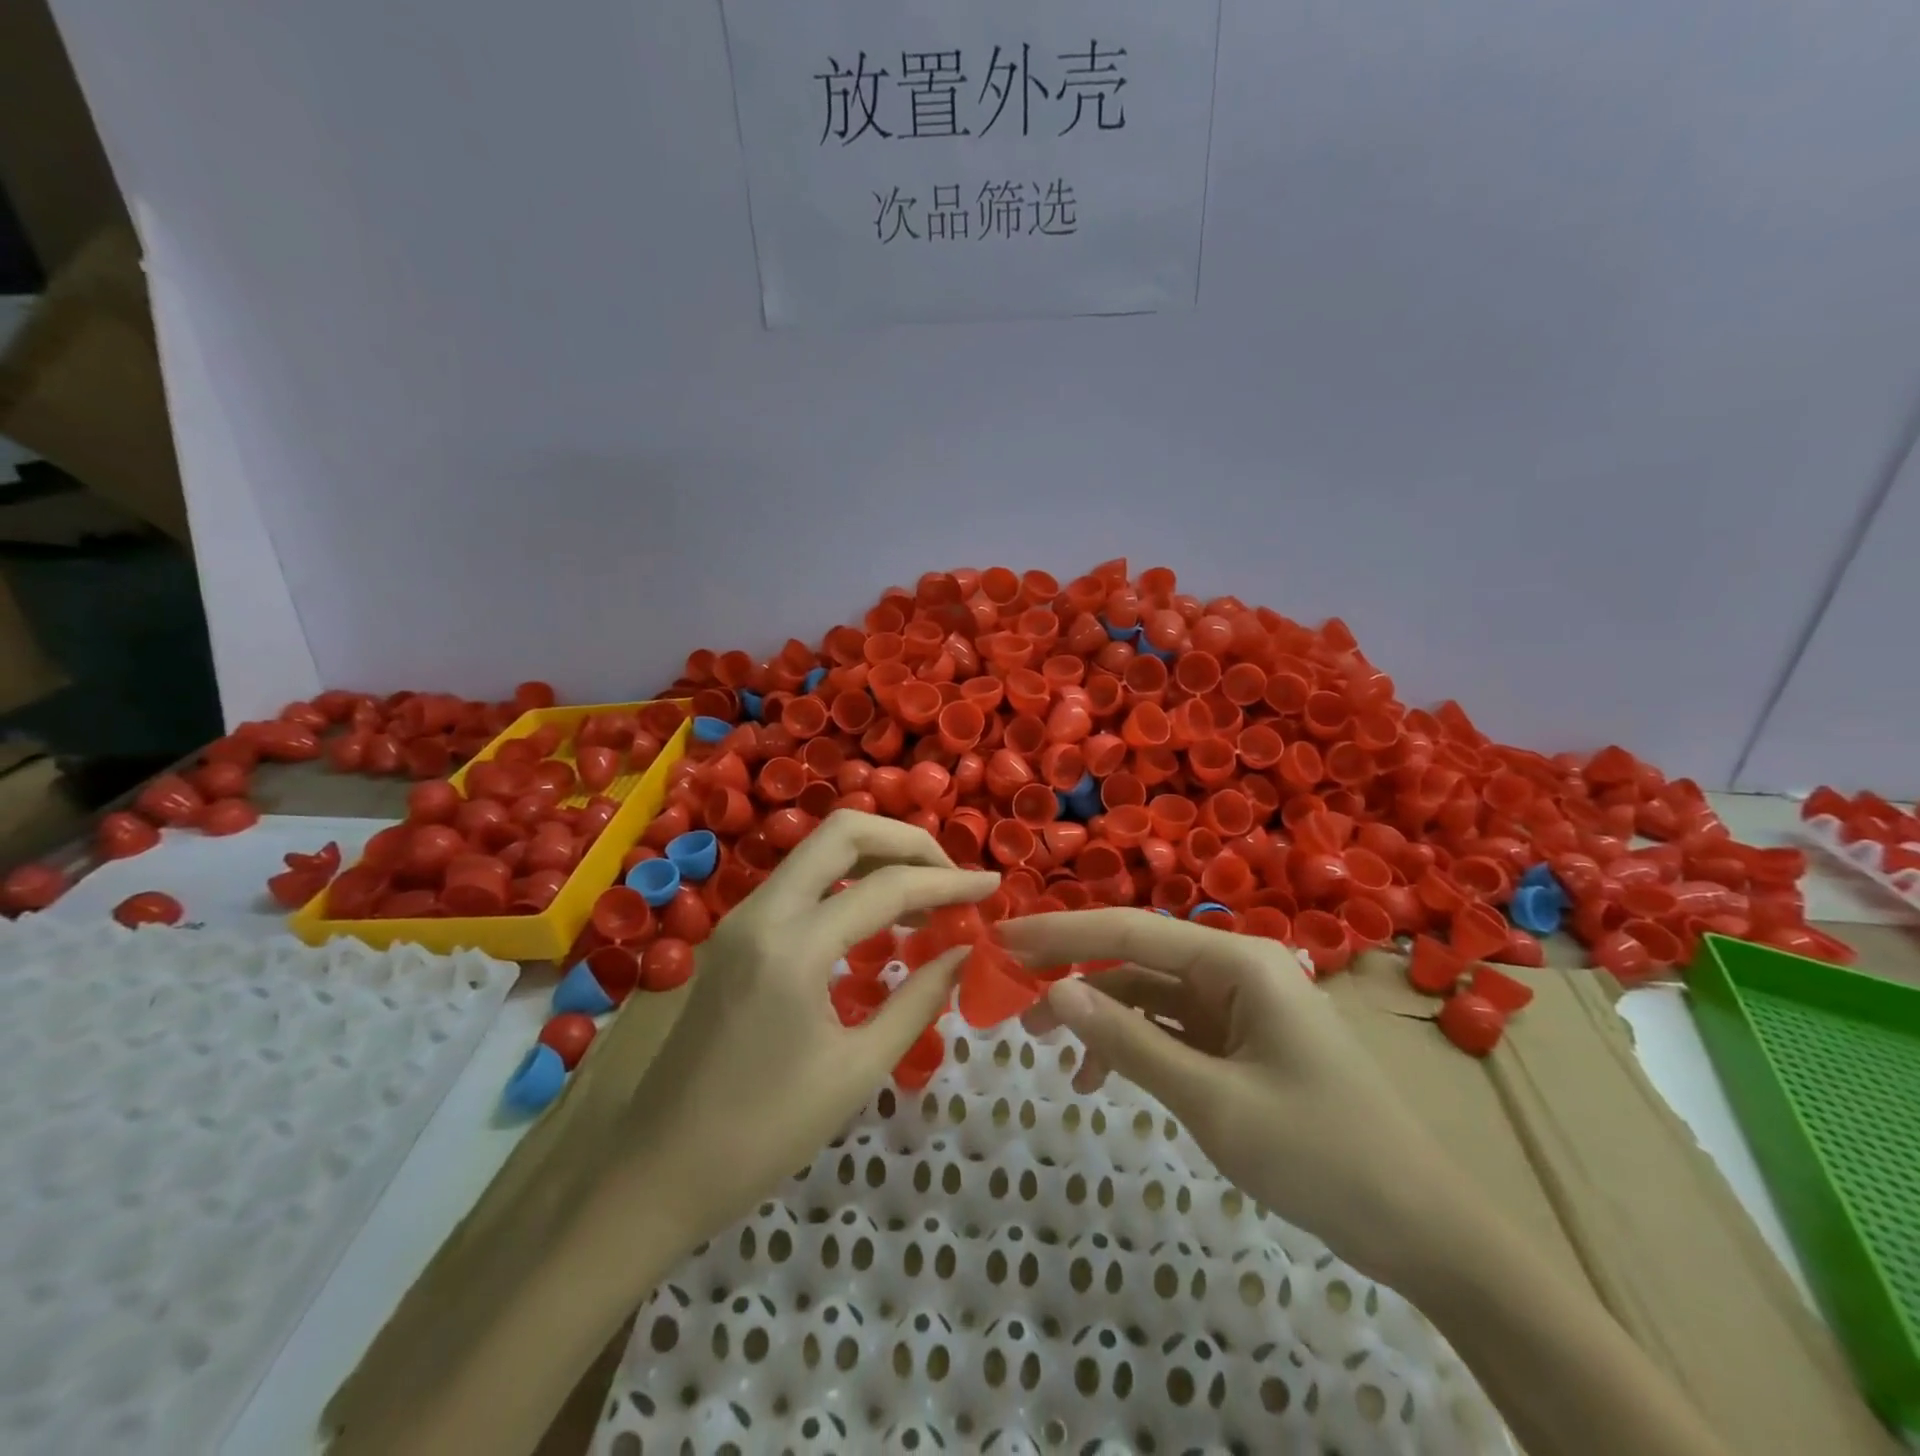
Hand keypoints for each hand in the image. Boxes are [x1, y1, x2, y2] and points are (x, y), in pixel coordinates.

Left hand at [620, 810, 998, 1248]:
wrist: (657, 1172)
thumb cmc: (763, 1134)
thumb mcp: (857, 1070)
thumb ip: (919, 1000)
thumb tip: (964, 952)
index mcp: (793, 947)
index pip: (887, 887)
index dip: (948, 882)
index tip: (992, 887)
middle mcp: (762, 911)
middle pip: (844, 830)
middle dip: (907, 841)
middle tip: (950, 876)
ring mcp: (741, 917)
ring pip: (819, 848)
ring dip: (877, 856)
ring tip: (925, 895)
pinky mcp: (734, 934)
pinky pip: (801, 881)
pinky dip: (848, 880)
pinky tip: (877, 917)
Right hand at [999, 908, 1454, 1280]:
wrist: (1424, 1230)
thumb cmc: (1322, 1155)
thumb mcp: (1212, 1102)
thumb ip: (1129, 1042)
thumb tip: (1052, 994)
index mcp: (1237, 961)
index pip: (1129, 931)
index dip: (1060, 934)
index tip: (1000, 942)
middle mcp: (1235, 969)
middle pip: (1134, 957)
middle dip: (1071, 974)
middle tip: (1009, 1000)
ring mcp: (1238, 1005)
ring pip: (1147, 994)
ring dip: (1097, 1016)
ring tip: (1044, 1049)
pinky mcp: (1239, 1040)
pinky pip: (1170, 1028)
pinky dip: (1131, 1044)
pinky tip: (1100, 1077)